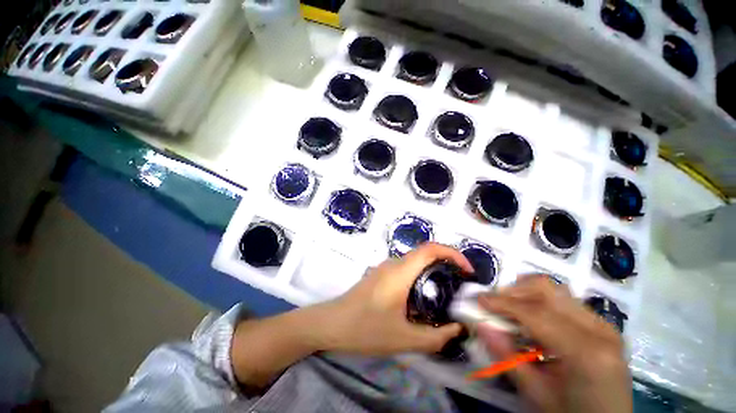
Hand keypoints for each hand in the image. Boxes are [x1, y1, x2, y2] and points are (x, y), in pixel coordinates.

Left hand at [316, 242, 472, 355]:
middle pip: (424, 255)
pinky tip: (419, 302)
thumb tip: (457, 330)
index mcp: (400, 271)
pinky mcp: (380, 276)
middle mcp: (393, 264)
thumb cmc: (365, 328)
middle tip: (459, 288)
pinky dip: (419, 280)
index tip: (467, 270)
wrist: (331, 324)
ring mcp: (384, 268)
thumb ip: (435, 337)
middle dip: (446, 265)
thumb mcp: (403, 339)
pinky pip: (405, 271)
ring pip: (414, 264)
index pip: (430, 249)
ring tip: (443, 298)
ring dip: (431, 274)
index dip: (452, 253)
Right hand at [477, 276, 631, 412]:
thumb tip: (480, 325)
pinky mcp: (603, 325)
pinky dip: (542, 301)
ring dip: (527, 292)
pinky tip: (533, 317)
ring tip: (511, 306)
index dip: (503, 303)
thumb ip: (506, 357)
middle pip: (548, 291)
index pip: (536, 314)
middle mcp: (599, 330)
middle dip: (514, 291)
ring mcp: (604, 325)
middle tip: (495, 302)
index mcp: (586, 352)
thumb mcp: (535, 393)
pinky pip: (566, 301)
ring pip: (557, 290)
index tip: (479, 298)